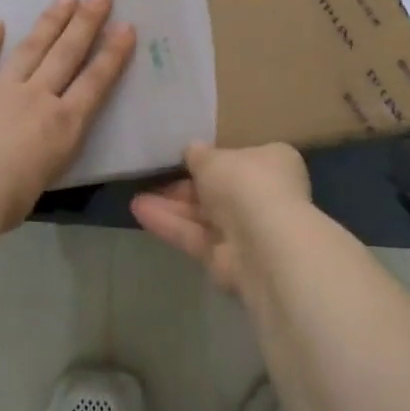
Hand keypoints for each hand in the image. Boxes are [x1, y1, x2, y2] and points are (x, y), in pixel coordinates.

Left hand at [0, 0, 136, 231]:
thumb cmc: (2, 202)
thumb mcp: (37, 184)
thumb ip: (39, 161)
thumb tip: (30, 157)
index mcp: (63, 126)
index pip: (95, 84)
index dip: (112, 55)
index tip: (126, 28)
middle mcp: (37, 98)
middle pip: (66, 54)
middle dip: (86, 23)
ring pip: (31, 49)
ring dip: (49, 22)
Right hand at [130, 142, 311, 294]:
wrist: (264, 242)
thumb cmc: (246, 183)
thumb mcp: (214, 158)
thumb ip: (199, 155)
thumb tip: (192, 151)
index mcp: (274, 164)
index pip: (242, 158)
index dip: (213, 158)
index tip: (185, 157)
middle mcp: (266, 197)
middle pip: (219, 190)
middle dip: (185, 186)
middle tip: (153, 178)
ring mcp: (248, 231)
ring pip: (204, 216)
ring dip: (171, 206)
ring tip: (135, 197)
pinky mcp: (228, 259)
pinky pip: (196, 237)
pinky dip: (170, 225)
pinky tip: (140, 212)